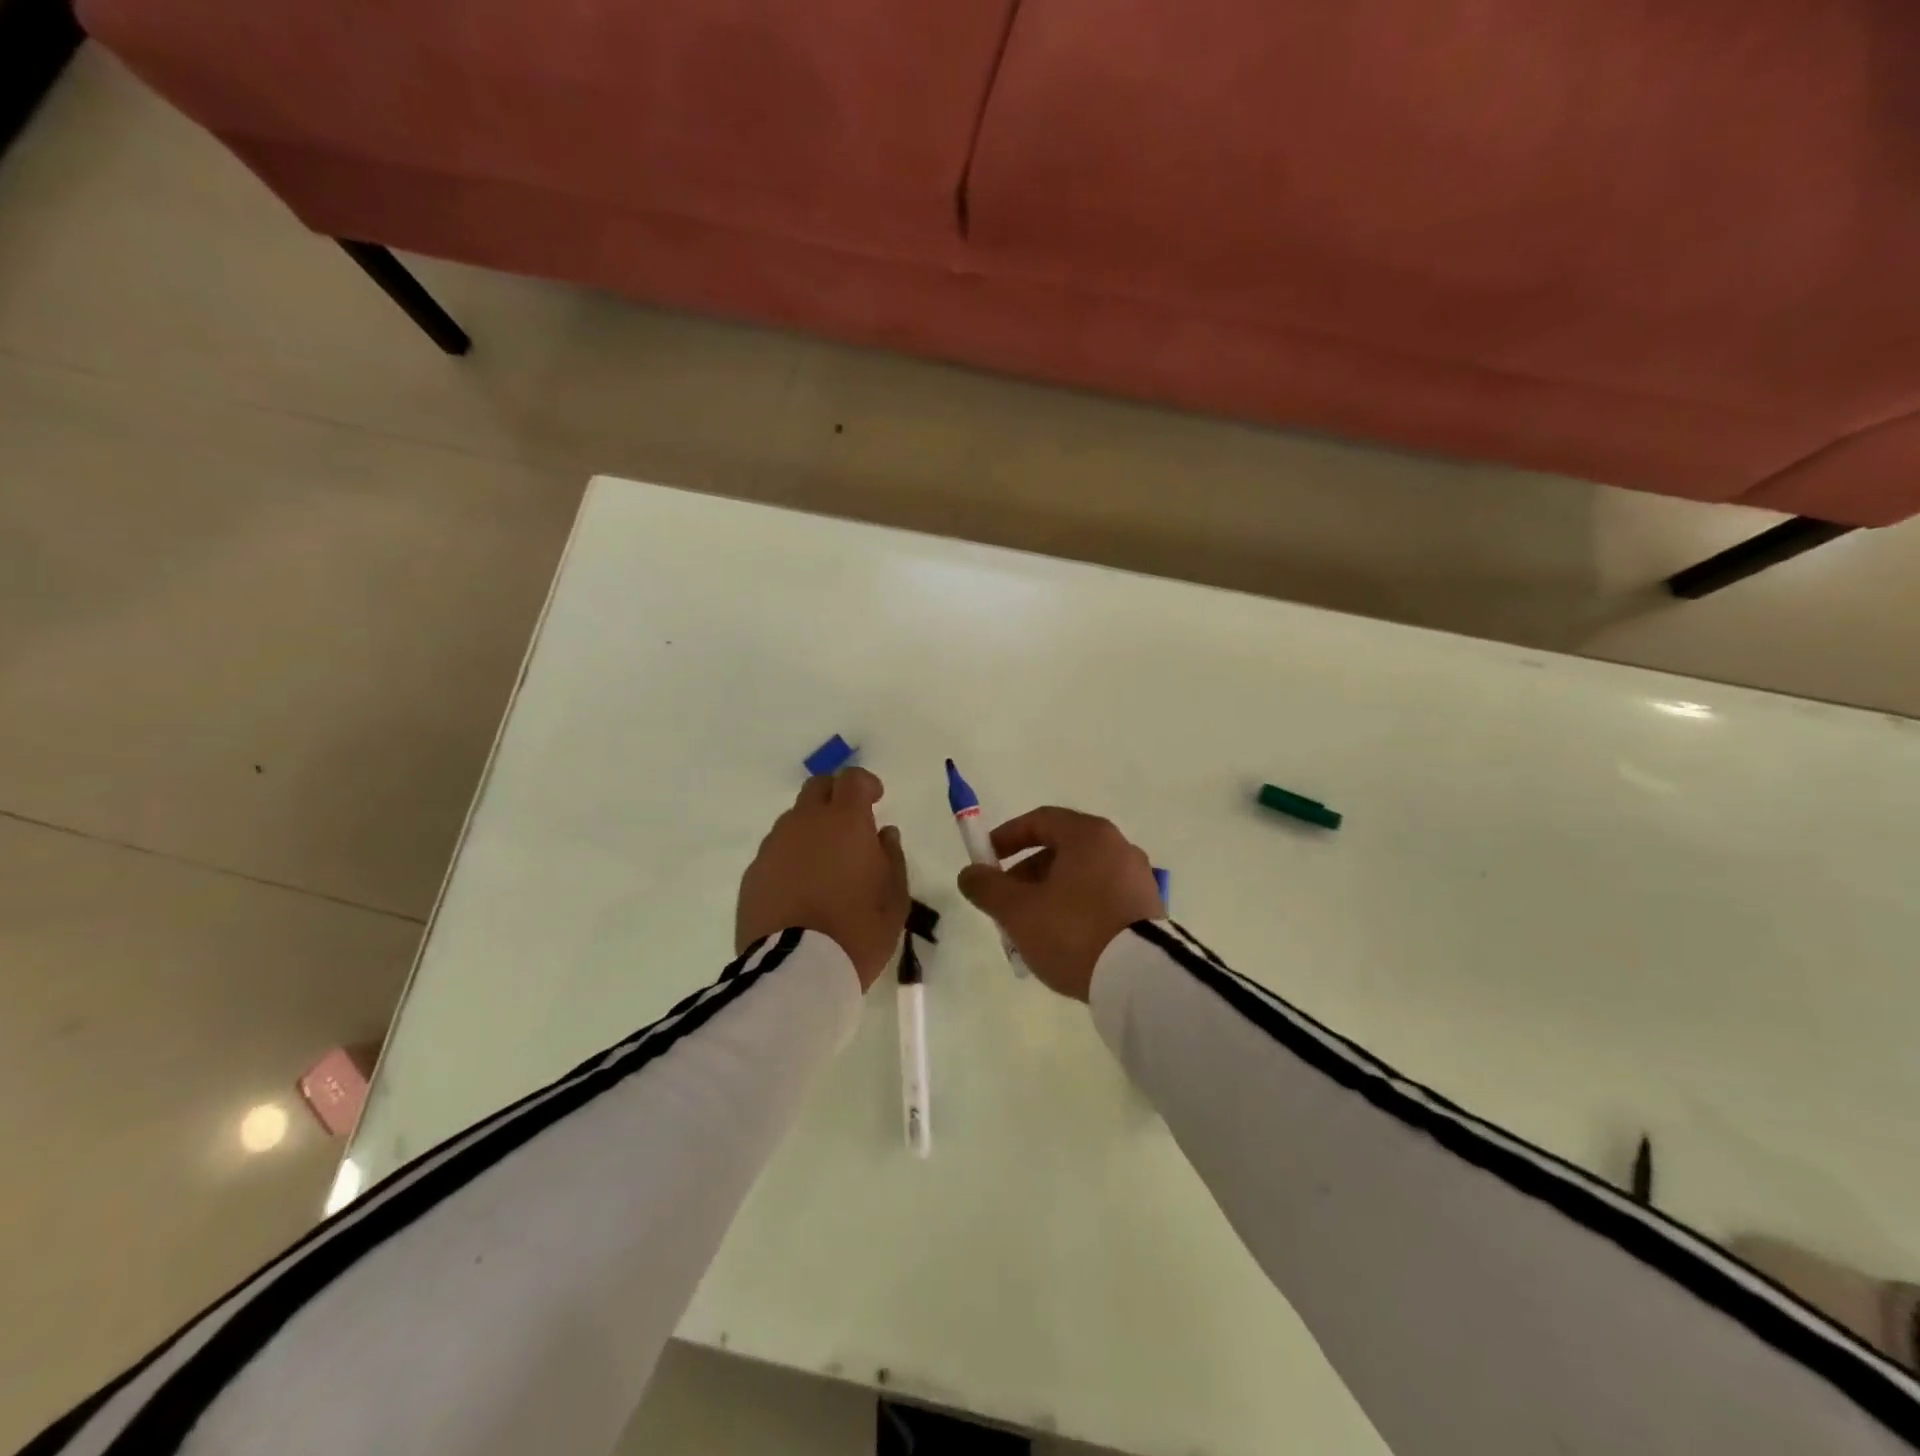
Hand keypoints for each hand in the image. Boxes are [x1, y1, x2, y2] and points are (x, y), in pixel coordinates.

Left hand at [736, 769, 909, 990]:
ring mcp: (773, 847)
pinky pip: (776, 852)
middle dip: (835, 795)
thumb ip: (892, 856)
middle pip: (816, 788)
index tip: (876, 800)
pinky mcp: (753, 874)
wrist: (797, 970)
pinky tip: (801, 887)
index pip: (852, 779)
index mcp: (844, 821)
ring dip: (812, 828)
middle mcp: (804, 823)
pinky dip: (791, 857)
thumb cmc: (858, 930)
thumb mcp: (895, 897)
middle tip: (850, 823)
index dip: (866, 783)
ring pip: (793, 820)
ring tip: (825, 862)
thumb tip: (884, 834)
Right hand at [956, 807, 1163, 1000]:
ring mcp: (1138, 879)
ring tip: (1031, 932)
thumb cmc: (1073, 931)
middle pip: (1061, 850)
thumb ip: (987, 887)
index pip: (1041, 820)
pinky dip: (1076, 910)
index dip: (1007, 837)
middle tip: (1006, 905)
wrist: (1140, 980)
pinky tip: (1063, 943)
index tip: (986, 860)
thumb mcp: (1018, 911)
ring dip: (1049, 896)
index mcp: (1089, 835)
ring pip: (1080, 878)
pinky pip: (1102, 899)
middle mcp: (1118, 847)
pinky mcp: (1149, 910)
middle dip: (1026, 875)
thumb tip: (970, 874)